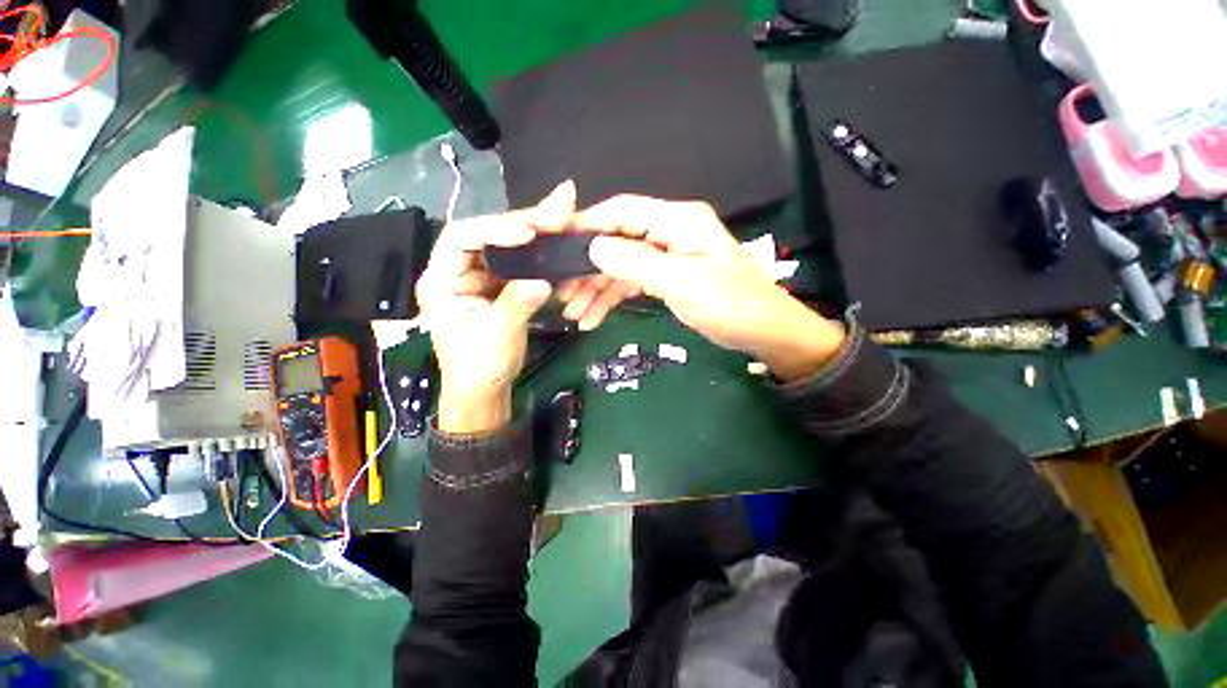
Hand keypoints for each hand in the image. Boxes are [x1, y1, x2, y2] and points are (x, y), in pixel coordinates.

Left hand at [416, 183, 574, 432]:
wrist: (484, 390)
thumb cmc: (478, 368)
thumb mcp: (496, 338)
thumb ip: (517, 306)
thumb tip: (544, 280)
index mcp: (441, 280)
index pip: (461, 238)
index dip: (494, 229)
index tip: (528, 232)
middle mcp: (459, 270)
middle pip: (489, 234)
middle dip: (524, 222)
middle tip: (559, 209)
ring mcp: (482, 277)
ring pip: (509, 245)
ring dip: (537, 231)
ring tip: (564, 216)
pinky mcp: (501, 285)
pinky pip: (522, 262)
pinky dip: (542, 251)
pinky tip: (559, 240)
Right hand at [579, 195, 845, 380]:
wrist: (762, 332)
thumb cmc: (730, 304)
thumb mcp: (683, 283)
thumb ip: (637, 263)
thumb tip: (593, 247)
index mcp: (676, 221)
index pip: (622, 212)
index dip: (588, 225)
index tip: (555, 245)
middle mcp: (667, 233)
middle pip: (616, 242)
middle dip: (587, 269)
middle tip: (562, 295)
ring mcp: (665, 257)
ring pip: (619, 267)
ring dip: (595, 289)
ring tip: (574, 314)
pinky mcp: (665, 278)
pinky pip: (630, 284)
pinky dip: (611, 299)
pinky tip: (593, 318)